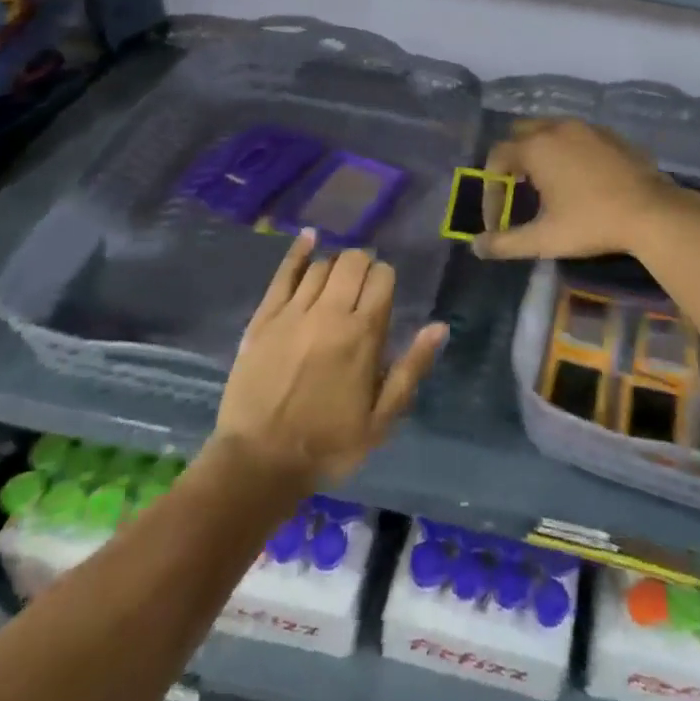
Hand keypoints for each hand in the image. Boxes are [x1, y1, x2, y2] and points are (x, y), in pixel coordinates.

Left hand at [214, 232, 446, 487]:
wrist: (260, 462)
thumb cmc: (329, 443)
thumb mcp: (382, 418)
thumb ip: (411, 368)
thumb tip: (439, 326)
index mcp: (362, 334)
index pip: (382, 278)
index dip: (386, 279)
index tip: (383, 295)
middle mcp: (330, 313)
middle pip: (352, 262)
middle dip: (363, 266)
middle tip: (361, 287)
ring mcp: (293, 312)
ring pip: (321, 265)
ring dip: (335, 266)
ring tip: (336, 282)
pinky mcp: (264, 318)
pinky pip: (284, 274)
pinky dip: (298, 252)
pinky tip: (308, 238)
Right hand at [476, 118, 699, 260]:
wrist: (652, 213)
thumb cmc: (592, 223)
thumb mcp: (544, 239)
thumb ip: (506, 243)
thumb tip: (476, 247)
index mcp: (537, 147)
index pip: (497, 158)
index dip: (491, 188)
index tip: (498, 219)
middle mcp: (558, 128)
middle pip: (520, 133)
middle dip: (512, 160)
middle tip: (517, 190)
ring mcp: (587, 127)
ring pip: (550, 129)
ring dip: (539, 151)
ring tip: (545, 184)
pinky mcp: (610, 134)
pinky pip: (576, 135)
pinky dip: (566, 149)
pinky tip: (578, 177)